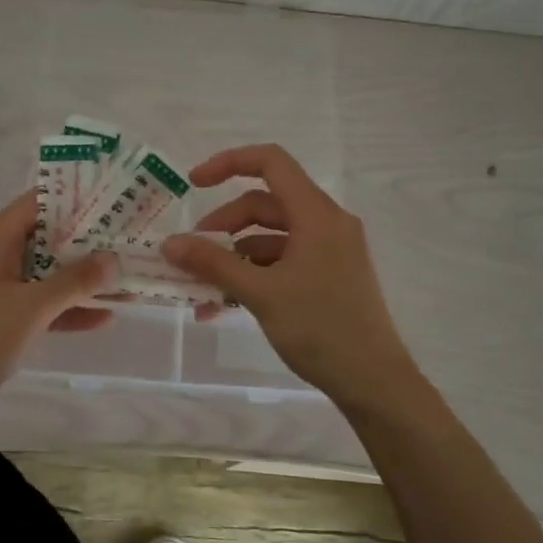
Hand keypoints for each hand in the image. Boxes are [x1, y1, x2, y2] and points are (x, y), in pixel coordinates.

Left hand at [0, 192, 114, 437]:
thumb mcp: (31, 307)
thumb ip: (75, 281)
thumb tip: (113, 259)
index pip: (38, 203)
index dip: (77, 199)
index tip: (115, 200)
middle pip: (45, 238)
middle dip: (87, 242)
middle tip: (130, 240)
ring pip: (44, 274)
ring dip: (81, 279)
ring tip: (126, 279)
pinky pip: (36, 304)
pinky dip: (64, 308)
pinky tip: (104, 316)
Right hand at [161, 144, 417, 405]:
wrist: (372, 380)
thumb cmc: (319, 328)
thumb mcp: (260, 293)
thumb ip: (213, 263)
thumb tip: (169, 244)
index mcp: (317, 214)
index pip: (271, 162)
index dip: (228, 163)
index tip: (193, 184)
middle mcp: (327, 223)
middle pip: (266, 204)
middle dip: (224, 224)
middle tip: (193, 252)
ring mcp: (330, 250)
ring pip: (272, 236)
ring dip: (235, 255)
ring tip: (202, 287)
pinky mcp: (329, 275)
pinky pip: (284, 260)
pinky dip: (254, 273)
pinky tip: (224, 305)